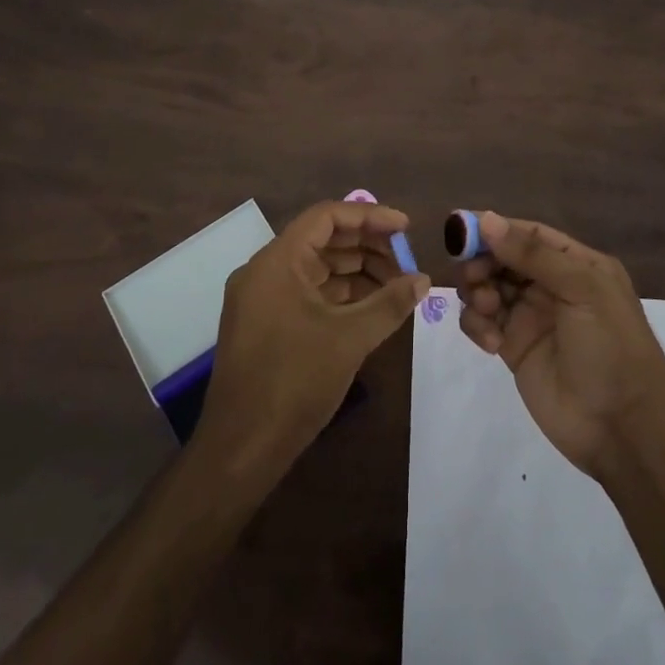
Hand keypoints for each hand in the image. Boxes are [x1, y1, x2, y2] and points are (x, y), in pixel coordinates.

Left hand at [194, 200, 427, 484]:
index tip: (406, 228)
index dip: (369, 216)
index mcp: (277, 261)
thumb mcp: (350, 339)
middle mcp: (264, 271)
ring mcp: (262, 299)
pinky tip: (371, 307)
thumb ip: (390, 303)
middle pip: (322, 240)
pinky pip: (307, 293)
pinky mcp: (265, 324)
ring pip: (316, 268)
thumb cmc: (294, 382)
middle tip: (407, 261)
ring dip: (357, 272)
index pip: (326, 217)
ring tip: (397, 286)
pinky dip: (339, 295)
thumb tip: (424, 279)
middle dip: (367, 246)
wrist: (241, 448)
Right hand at [456, 211, 664, 479]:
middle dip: (482, 263)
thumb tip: (486, 219)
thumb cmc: (611, 348)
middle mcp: (553, 285)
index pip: (529, 234)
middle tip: (473, 278)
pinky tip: (490, 343)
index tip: (460, 230)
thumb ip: (533, 255)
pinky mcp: (513, 348)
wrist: (622, 429)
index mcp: (577, 265)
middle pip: (502, 258)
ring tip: (487, 311)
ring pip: (488, 287)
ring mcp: (531, 317)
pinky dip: (477, 325)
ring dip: (478, 293)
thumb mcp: (583, 291)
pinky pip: (483, 322)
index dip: (495, 229)